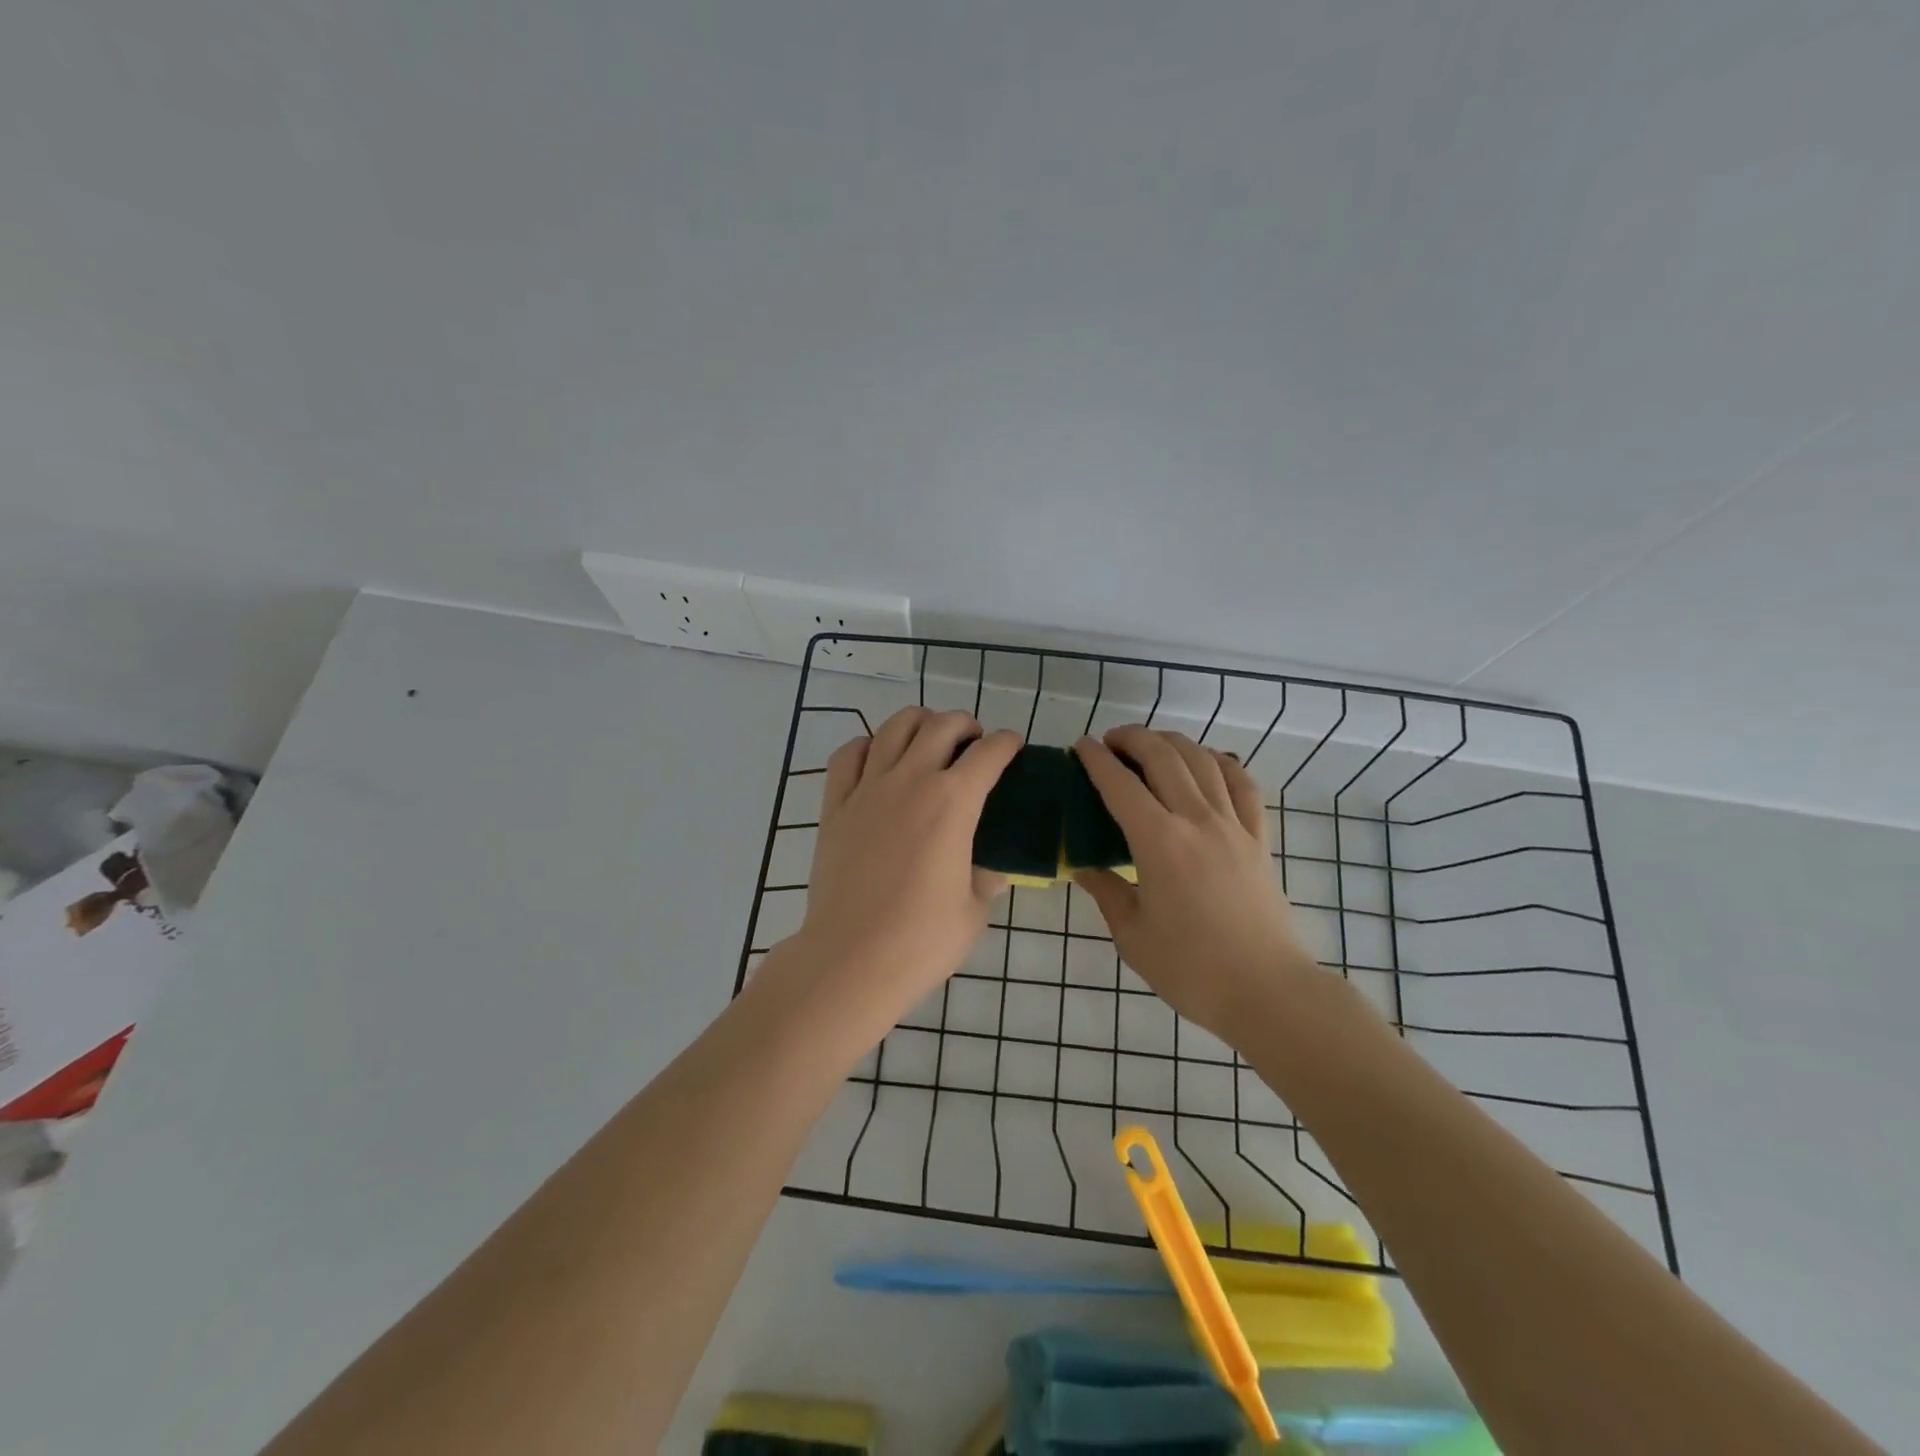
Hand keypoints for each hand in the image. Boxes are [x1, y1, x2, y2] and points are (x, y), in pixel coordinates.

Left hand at [793, 707, 1020, 1023]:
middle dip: (965, 724)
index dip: (1006, 743)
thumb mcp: (972, 912)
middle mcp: (911, 781)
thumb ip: (985, 881)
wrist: (851, 959)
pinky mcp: (835, 806)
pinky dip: (867, 746)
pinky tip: (877, 759)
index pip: (988, 754)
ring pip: (894, 728)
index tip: (1012, 746)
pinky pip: (848, 756)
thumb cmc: (922, 940)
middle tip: (973, 743)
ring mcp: (868, 789)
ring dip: (919, 723)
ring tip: (928, 739)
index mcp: (954, 803)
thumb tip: (993, 872)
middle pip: (941, 726)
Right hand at [1073, 726, 1315, 1038]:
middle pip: (1164, 757)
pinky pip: (1242, 783)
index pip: (1121, 785)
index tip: (1081, 746)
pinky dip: (1220, 761)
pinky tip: (1207, 761)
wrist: (1267, 991)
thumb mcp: (1132, 935)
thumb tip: (1083, 866)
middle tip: (1110, 741)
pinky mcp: (1258, 837)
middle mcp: (1197, 820)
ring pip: (1203, 760)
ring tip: (1151, 745)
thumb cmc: (1191, 969)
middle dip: (1132, 738)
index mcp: (1160, 843)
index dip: (1097, 760)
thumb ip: (1106, 891)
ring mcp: (1234, 825)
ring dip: (1172, 742)